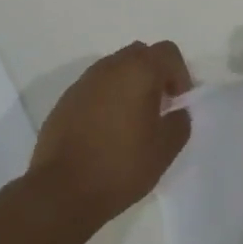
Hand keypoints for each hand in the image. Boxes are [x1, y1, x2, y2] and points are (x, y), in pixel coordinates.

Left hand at [27, 40, 192, 225]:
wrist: (62, 190)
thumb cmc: (120, 166)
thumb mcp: (165, 150)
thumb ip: (179, 122)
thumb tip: (176, 112)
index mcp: (138, 72)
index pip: (168, 52)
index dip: (180, 74)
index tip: (178, 103)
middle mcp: (109, 68)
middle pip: (140, 54)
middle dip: (154, 75)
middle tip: (159, 107)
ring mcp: (83, 82)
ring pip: (115, 69)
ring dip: (129, 85)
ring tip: (133, 121)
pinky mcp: (65, 100)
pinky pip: (95, 88)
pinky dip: (107, 98)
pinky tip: (107, 131)